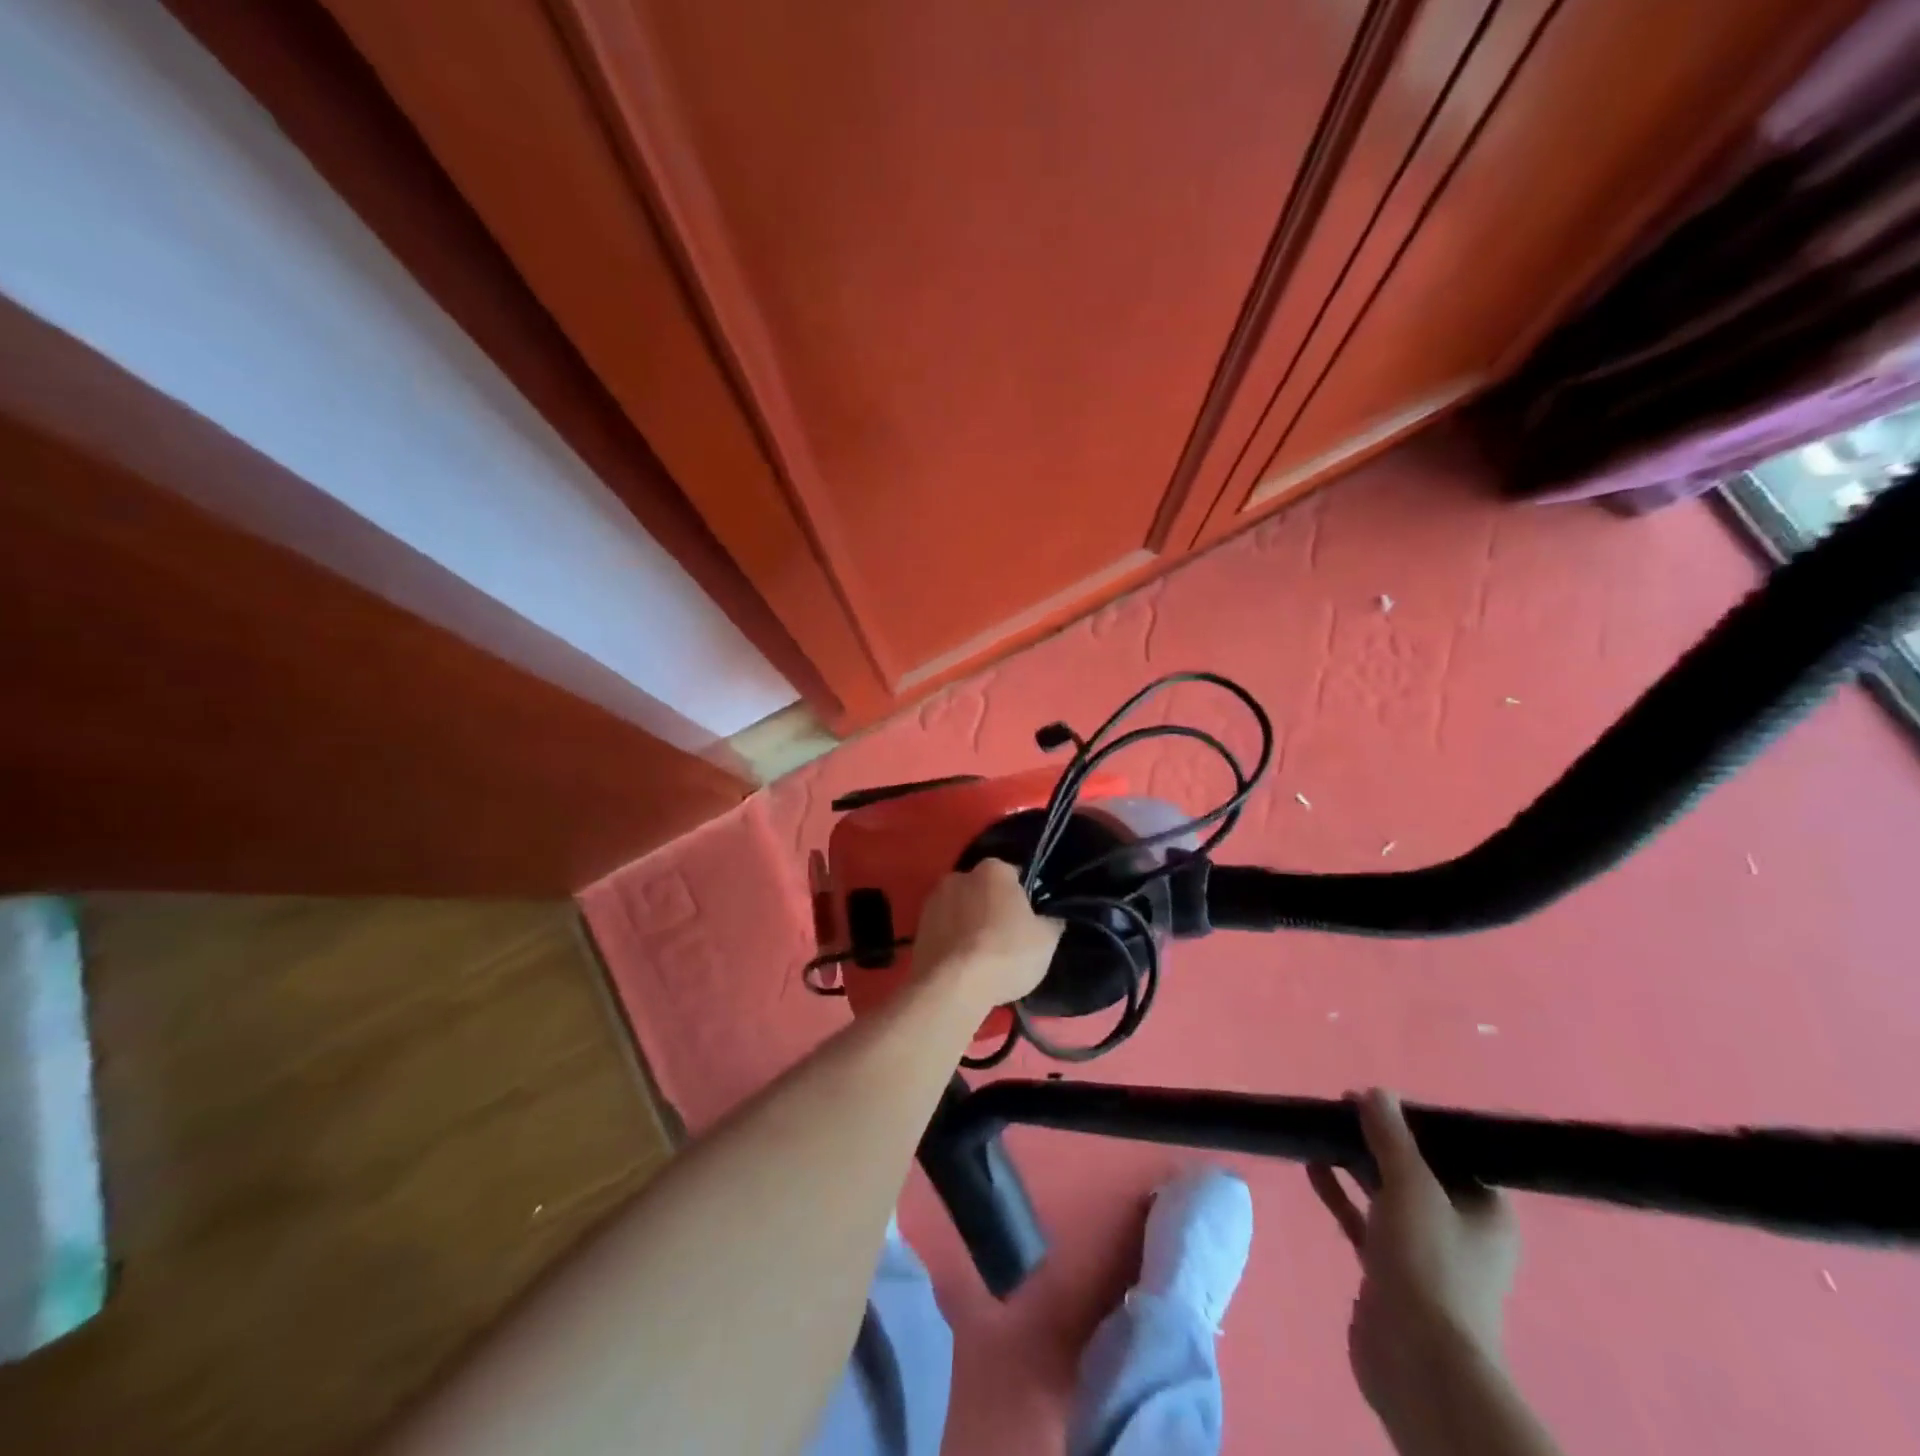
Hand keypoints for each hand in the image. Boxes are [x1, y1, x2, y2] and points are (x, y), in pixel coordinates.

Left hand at [912, 860, 1062, 1011]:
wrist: (952, 987)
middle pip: (984, 890)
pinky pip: (944, 930)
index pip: (1015, 876)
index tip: (1030, 921)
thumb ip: (1050, 920)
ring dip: (970, 925)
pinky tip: (963, 965)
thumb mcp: (1047, 939)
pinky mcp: (917, 927)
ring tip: (982, 957)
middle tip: (1008, 940)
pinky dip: (953, 941)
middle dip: (994, 908)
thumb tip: (1049, 916)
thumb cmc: (1006, 954)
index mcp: (993, 869)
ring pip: (961, 910)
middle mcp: (959, 875)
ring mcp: (933, 900)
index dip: (1025, 898)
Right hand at [1309, 1090, 1520, 1422]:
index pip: (1452, 1151)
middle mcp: (1460, 1229)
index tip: (1376, 1098)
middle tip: (1339, 1106)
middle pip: (1415, 1169)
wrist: (1416, 1360)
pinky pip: (1362, 1218)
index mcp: (1485, 1211)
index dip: (1415, 1121)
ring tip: (1320, 1128)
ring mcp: (1423, 1251)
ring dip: (1354, 1162)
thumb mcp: (1411, 1186)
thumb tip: (1375, 1092)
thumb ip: (1391, 1136)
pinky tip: (1312, 1164)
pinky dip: (1340, 1192)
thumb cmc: (1429, 1264)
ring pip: (1385, 1192)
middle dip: (1378, 1138)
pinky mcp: (1388, 1269)